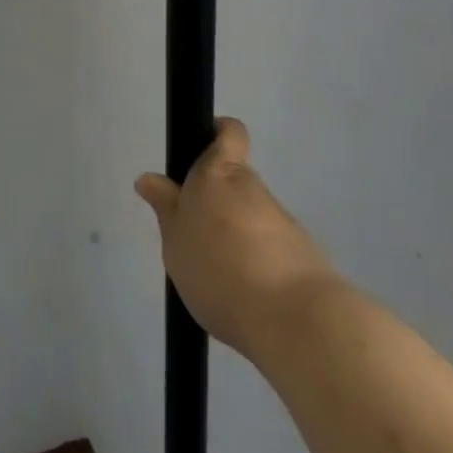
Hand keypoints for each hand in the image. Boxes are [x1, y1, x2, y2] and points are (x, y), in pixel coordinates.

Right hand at [136, 118, 340, 361]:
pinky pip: (271, 251)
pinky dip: (257, 266)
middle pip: (235, 183)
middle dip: (217, 205)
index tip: (199, 152)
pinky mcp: (303, 256)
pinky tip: (244, 299)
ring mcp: (283, 222)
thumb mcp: (176, 241)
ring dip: (236, 239)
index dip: (217, 134)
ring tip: (217, 280)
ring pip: (252, 219)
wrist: (294, 320)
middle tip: (195, 239)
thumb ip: (165, 209)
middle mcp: (253, 188)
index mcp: (220, 174)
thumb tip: (149, 179)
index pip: (229, 132)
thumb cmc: (219, 268)